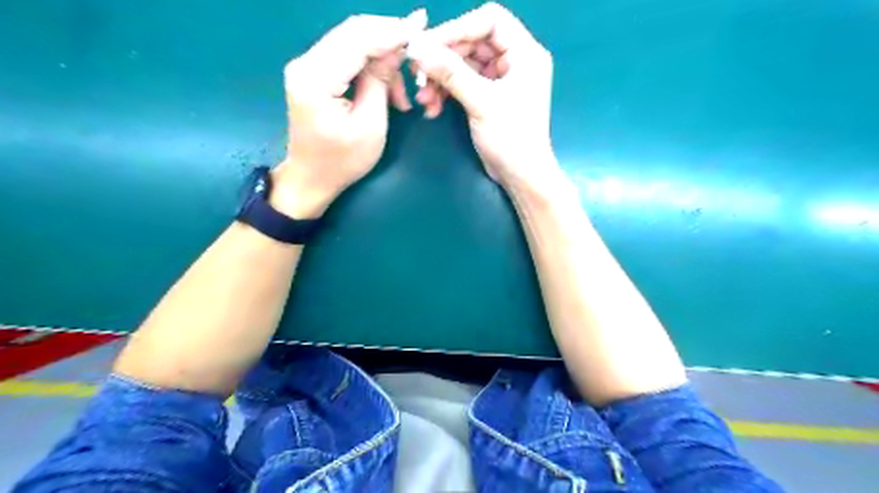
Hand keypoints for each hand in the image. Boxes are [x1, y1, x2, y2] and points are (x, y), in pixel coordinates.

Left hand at [273, 7, 427, 217]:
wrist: (311, 178)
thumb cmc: (342, 161)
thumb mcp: (370, 125)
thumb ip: (380, 82)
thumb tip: (396, 48)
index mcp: (316, 79)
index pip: (357, 39)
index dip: (391, 30)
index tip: (421, 24)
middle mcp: (305, 63)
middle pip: (352, 31)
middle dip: (389, 37)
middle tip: (419, 50)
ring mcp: (307, 66)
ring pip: (351, 41)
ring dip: (382, 58)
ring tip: (402, 94)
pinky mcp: (313, 72)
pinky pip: (346, 55)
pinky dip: (370, 65)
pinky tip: (387, 88)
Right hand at [406, 4, 563, 196]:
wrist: (520, 176)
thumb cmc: (511, 138)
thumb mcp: (481, 102)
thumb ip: (450, 72)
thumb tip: (417, 47)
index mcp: (524, 53)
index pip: (490, 20)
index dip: (458, 28)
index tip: (429, 45)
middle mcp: (514, 61)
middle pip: (472, 43)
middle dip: (443, 59)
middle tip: (418, 74)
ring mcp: (500, 80)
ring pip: (463, 65)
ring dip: (440, 79)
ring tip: (423, 98)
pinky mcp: (488, 97)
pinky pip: (463, 84)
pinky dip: (446, 93)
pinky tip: (432, 108)